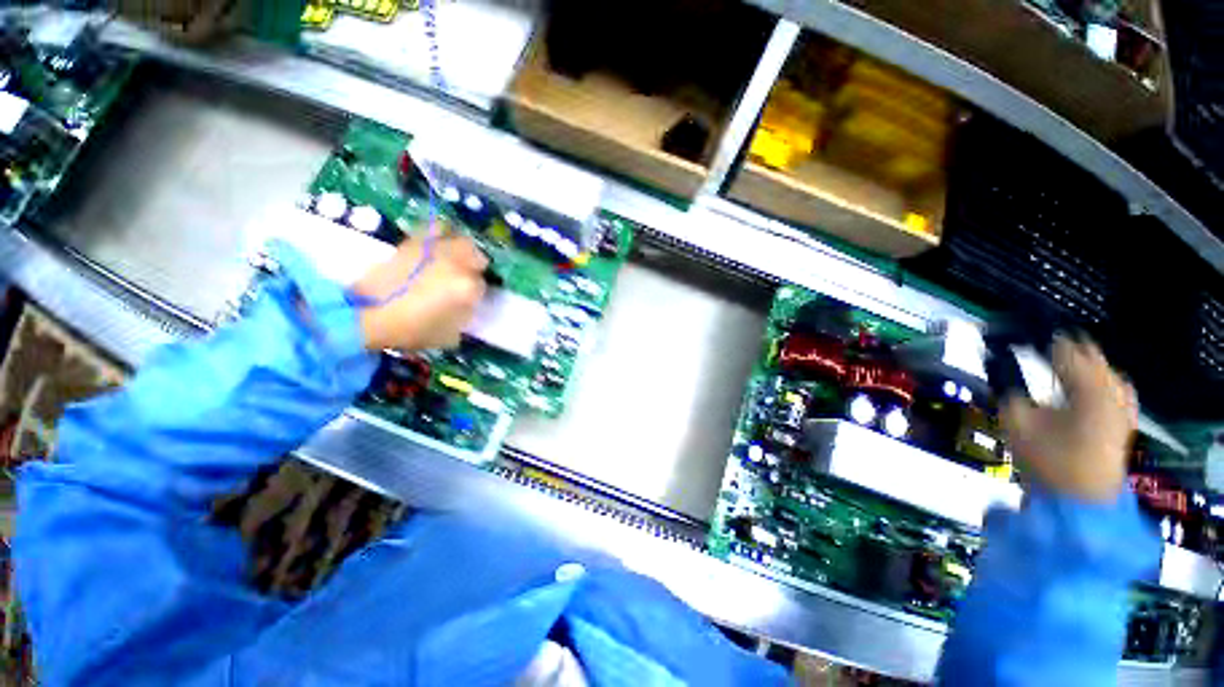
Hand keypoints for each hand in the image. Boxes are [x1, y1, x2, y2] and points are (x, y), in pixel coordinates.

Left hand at [352, 233, 486, 350]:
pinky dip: (442, 233)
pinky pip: (437, 228)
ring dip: (464, 251)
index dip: (475, 293)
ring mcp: (437, 250)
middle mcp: (457, 265)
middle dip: (474, 268)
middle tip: (464, 279)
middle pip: (478, 259)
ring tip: (456, 260)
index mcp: (468, 289)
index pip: (483, 286)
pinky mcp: (416, 241)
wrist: (368, 314)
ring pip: (463, 242)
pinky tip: (440, 243)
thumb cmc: (411, 330)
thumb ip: (465, 317)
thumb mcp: (449, 334)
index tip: (467, 299)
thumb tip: (468, 306)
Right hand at [1001, 336, 1137, 501]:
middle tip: (1034, 343)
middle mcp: (1111, 389)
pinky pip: (1115, 385)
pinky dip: (1099, 378)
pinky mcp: (1124, 418)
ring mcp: (1122, 404)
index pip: (1064, 347)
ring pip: (1104, 368)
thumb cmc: (1047, 461)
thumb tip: (1000, 366)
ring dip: (1082, 361)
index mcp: (1086, 387)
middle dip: (1062, 347)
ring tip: (1059, 359)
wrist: (1080, 501)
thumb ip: (1008, 390)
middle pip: (1089, 354)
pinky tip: (1088, 382)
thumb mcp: (1016, 423)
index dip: (1038, 338)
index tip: (1016, 334)